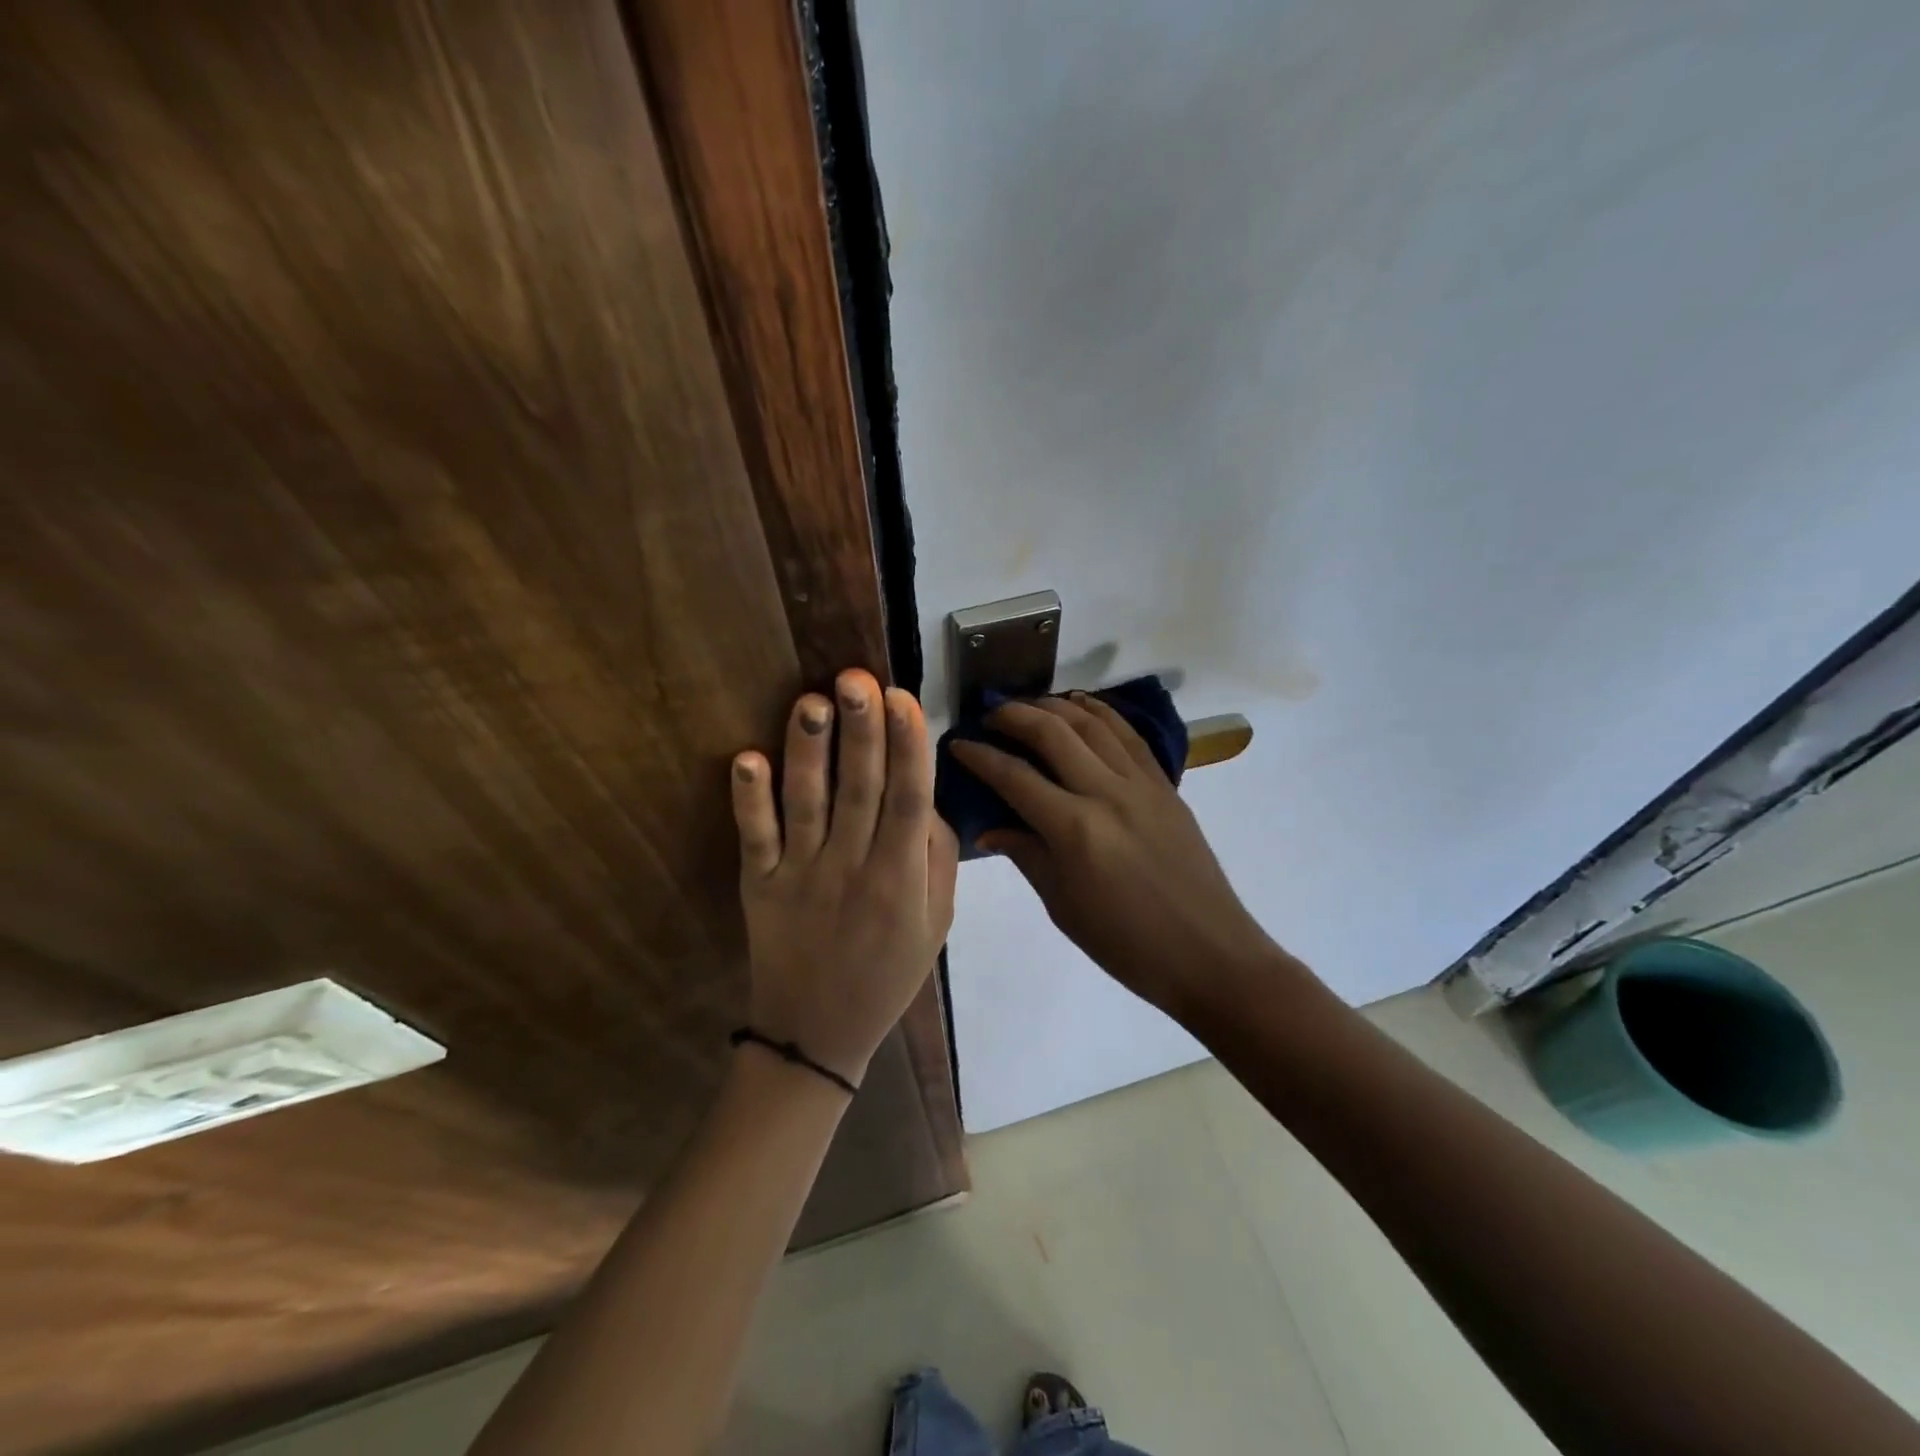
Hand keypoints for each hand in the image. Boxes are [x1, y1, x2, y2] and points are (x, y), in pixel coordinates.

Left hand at [730, 669, 958, 1087]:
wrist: (818, 1035)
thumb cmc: (888, 973)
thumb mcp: (936, 922)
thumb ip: (937, 856)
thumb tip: (922, 794)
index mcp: (900, 878)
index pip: (908, 799)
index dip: (907, 748)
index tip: (903, 699)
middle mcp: (851, 868)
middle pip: (859, 790)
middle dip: (860, 731)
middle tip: (856, 678)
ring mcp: (800, 876)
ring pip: (806, 804)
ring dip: (807, 752)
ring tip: (810, 702)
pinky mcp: (758, 885)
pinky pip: (755, 838)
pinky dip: (748, 800)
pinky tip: (745, 760)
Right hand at [949, 694, 1276, 1018]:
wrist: (1207, 953)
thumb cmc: (1126, 944)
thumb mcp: (1063, 906)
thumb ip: (1026, 855)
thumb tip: (989, 827)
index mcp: (1075, 829)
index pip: (1015, 777)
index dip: (980, 756)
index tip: (957, 743)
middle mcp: (1107, 793)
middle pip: (1053, 733)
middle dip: (1014, 716)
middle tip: (989, 715)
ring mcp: (1141, 784)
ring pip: (1092, 724)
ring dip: (1055, 706)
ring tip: (1028, 704)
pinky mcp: (1165, 785)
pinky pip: (1129, 735)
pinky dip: (1101, 712)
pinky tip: (1082, 705)